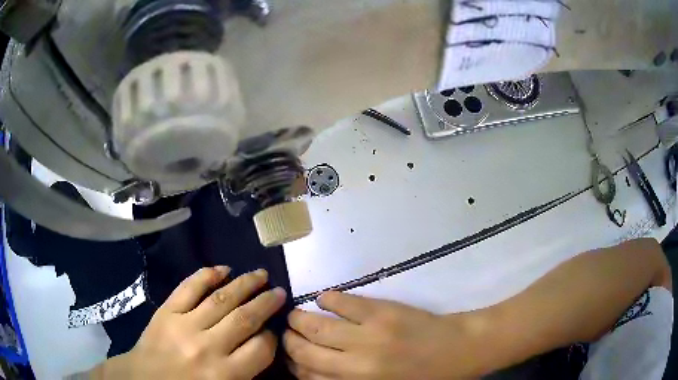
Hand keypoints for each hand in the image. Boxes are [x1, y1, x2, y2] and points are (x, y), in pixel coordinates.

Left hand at [100, 267, 286, 379]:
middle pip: (245, 319)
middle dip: (266, 303)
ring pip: (221, 299)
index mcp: (224, 374)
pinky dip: (207, 275)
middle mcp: (207, 347)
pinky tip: (223, 269)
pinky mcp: (166, 310)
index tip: (274, 330)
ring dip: (245, 284)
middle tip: (280, 291)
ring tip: (261, 275)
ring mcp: (184, 324)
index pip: (261, 349)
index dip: (272, 337)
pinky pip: (189, 287)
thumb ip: (245, 371)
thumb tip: (263, 344)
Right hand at [284, 292, 486, 379]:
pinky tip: (323, 299)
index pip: (308, 375)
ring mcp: (368, 334)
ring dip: (300, 319)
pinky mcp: (382, 311)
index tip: (290, 356)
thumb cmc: (424, 377)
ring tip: (296, 316)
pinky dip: (328, 300)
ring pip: (317, 326)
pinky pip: (344, 302)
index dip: (293, 363)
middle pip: (306, 350)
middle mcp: (356, 363)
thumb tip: (317, 371)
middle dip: (289, 340)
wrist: (460, 350)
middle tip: (288, 332)